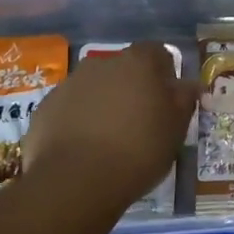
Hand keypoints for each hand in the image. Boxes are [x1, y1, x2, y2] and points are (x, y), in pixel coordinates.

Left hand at [25, 42, 196, 203]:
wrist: (76, 181)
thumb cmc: (138, 151)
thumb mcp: (176, 129)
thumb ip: (184, 100)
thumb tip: (188, 84)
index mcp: (138, 63)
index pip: (158, 52)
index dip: (165, 73)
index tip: (168, 99)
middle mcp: (101, 63)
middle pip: (123, 68)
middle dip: (133, 87)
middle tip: (141, 120)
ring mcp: (69, 84)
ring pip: (95, 87)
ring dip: (104, 103)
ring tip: (110, 138)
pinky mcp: (45, 108)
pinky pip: (70, 108)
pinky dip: (79, 120)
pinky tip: (85, 148)